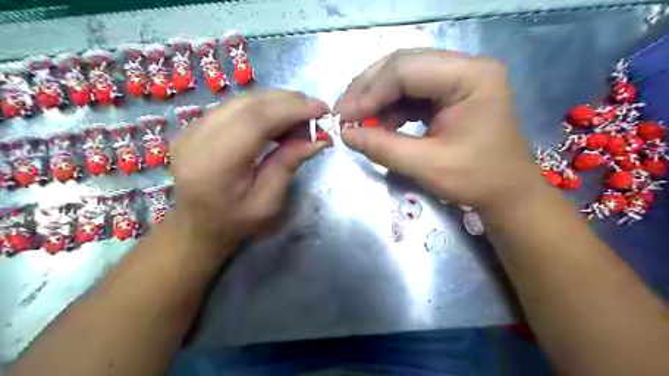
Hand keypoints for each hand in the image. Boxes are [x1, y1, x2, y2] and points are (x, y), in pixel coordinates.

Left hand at [168, 90, 330, 244]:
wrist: (196, 226)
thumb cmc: (234, 222)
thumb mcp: (268, 202)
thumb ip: (288, 165)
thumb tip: (317, 139)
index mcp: (214, 164)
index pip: (255, 120)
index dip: (291, 109)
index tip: (321, 109)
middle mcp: (196, 138)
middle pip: (248, 104)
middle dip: (288, 102)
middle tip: (315, 110)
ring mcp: (190, 128)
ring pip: (241, 101)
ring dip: (276, 103)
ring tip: (301, 116)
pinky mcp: (193, 126)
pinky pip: (234, 107)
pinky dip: (262, 108)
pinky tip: (279, 119)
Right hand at [334, 49, 542, 210]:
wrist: (506, 192)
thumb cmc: (476, 180)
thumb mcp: (426, 166)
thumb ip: (382, 147)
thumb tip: (345, 134)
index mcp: (471, 77)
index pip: (406, 69)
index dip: (369, 92)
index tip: (343, 117)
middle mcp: (466, 67)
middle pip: (403, 65)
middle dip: (369, 90)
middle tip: (344, 113)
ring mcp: (459, 78)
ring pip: (404, 77)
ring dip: (378, 99)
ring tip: (360, 122)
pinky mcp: (451, 92)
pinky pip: (412, 92)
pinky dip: (391, 108)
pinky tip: (381, 125)